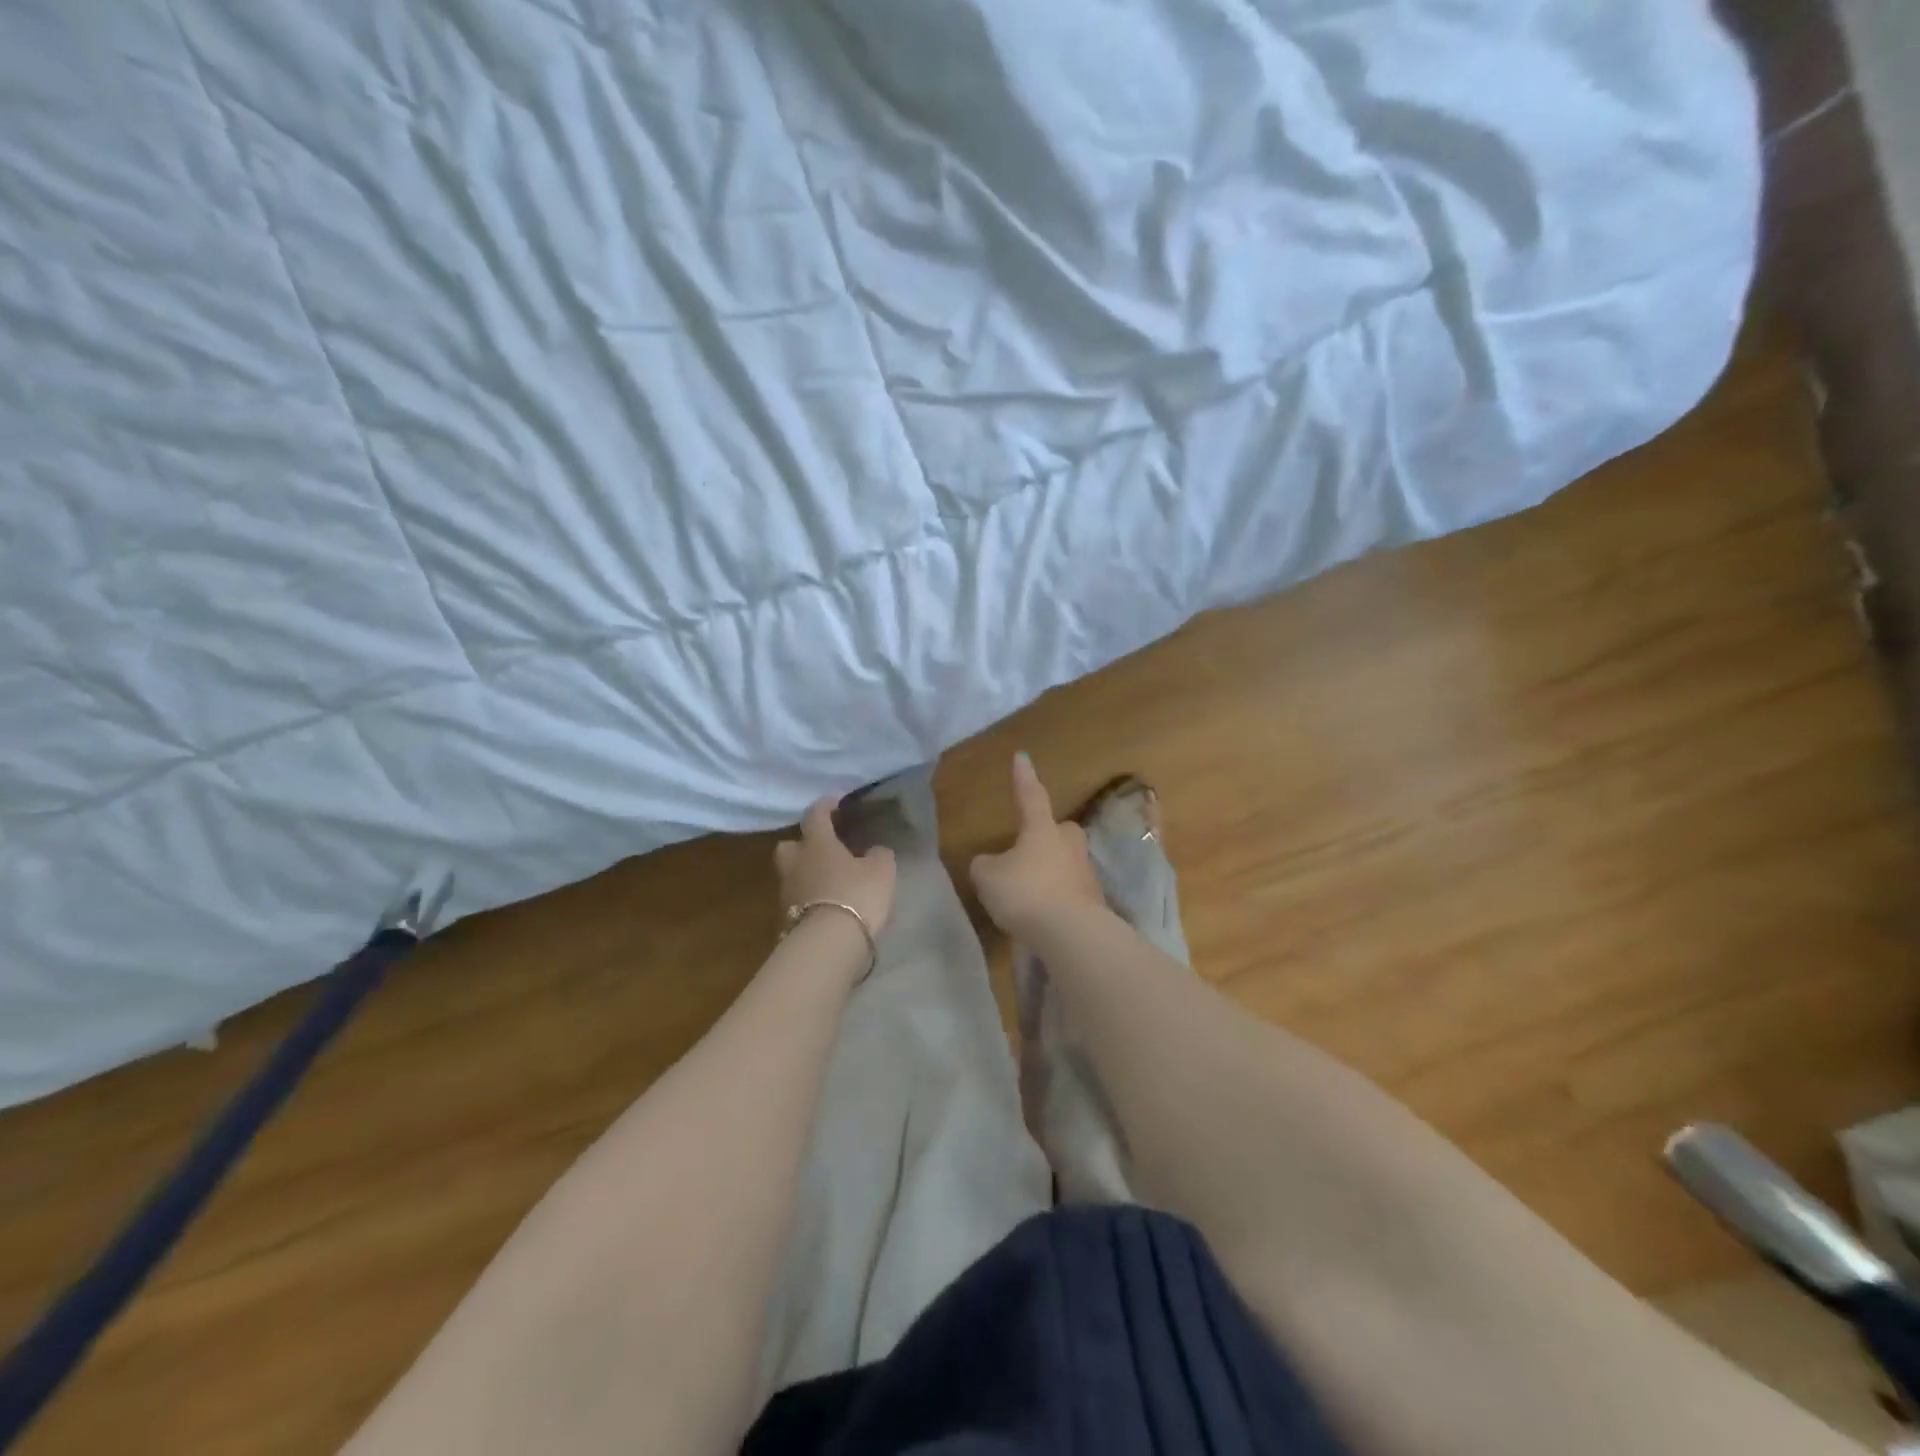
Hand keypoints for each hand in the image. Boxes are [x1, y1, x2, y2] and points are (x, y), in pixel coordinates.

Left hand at [774, 796, 896, 937]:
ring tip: (830, 881)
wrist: (827, 945)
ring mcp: (786, 893)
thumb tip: (874, 851)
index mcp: (816, 843)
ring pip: (793, 874)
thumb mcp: (881, 870)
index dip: (825, 806)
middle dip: (804, 844)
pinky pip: (798, 901)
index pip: (816, 815)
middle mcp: (795, 863)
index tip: (835, 803)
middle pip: (790, 846)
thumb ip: (878, 855)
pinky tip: (827, 905)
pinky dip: (810, 899)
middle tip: (824, 848)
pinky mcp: (785, 920)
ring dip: (807, 874)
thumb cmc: (856, 895)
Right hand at [969, 753, 1105, 941]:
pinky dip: (1056, 900)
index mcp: (1042, 829)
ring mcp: (1086, 873)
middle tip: (1030, 846)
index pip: (1030, 795)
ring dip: (1050, 872)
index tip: (1022, 756)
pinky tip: (1040, 916)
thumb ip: (984, 866)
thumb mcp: (988, 877)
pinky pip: (1069, 892)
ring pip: (1065, 863)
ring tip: (1028, 892)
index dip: (1023, 777)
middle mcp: (1068, 844)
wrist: (1072, 934)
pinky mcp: (1094, 903)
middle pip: (1060, 831)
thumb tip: (989, 864)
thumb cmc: (1026, 893)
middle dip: (1048, 834)